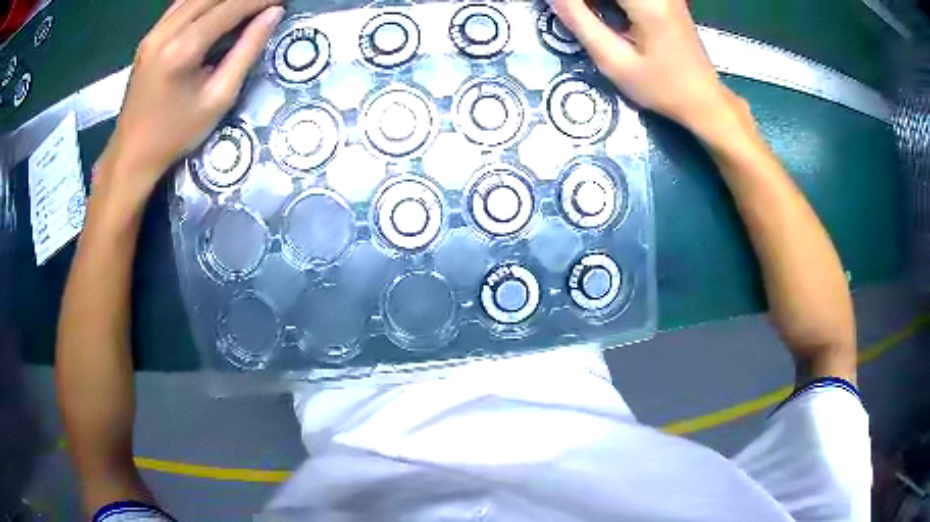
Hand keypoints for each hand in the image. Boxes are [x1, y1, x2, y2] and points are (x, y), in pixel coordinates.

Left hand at [96, 0, 283, 203]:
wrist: (131, 154)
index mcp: (182, 49)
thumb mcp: (218, 98)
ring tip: (244, 5)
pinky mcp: (148, 37)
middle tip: (266, 2)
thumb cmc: (175, 134)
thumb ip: (246, 51)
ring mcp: (153, 33)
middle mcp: (165, 32)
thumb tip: (272, 14)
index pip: (230, 7)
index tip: (281, 0)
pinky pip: (180, 5)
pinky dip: (202, 1)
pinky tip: (216, 8)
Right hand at [549, 0, 743, 138]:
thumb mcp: (615, 61)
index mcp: (648, 2)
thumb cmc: (661, 87)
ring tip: (586, 15)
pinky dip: (609, 3)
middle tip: (571, 12)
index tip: (560, 6)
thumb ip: (579, 20)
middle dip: (587, 1)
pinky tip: (602, 12)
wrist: (703, 98)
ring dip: (596, 2)